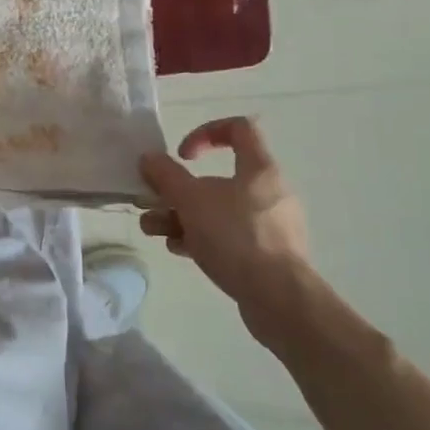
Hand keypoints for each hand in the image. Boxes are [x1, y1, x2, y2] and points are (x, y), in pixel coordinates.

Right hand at [139, 117, 310, 338]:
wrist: (279, 299)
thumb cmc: (236, 236)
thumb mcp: (191, 200)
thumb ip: (166, 175)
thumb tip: (149, 158)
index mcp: (259, 169)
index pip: (239, 129)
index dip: (205, 132)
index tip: (182, 155)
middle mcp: (268, 192)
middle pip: (217, 178)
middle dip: (178, 190)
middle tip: (153, 201)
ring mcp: (269, 226)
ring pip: (217, 211)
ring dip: (181, 216)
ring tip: (153, 230)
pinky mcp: (265, 255)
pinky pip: (227, 237)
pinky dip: (201, 238)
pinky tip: (179, 250)